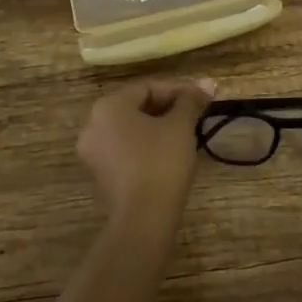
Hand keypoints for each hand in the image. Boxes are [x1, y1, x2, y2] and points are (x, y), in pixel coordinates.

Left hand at [76, 77, 216, 223]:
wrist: (143, 218)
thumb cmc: (161, 161)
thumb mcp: (181, 126)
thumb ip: (191, 101)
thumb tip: (208, 83)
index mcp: (108, 106)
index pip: (148, 88)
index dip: (179, 90)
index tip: (203, 98)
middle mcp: (93, 125)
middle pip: (137, 107)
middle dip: (169, 108)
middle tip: (196, 114)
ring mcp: (93, 152)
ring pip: (131, 130)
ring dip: (159, 127)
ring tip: (186, 133)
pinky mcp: (100, 175)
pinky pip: (125, 149)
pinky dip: (146, 146)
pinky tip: (169, 154)